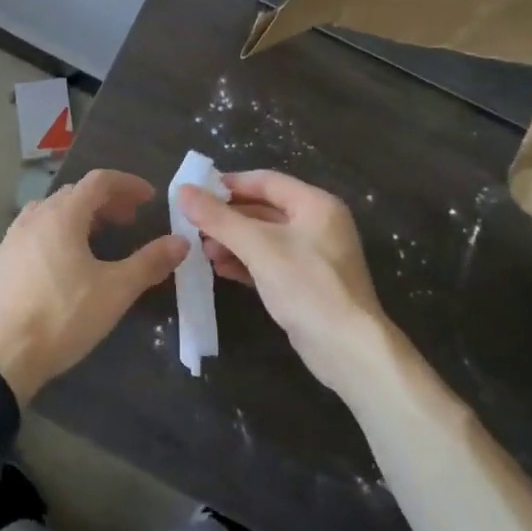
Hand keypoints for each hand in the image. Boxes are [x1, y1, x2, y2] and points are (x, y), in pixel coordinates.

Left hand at [0, 169, 187, 402]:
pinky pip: (34, 232)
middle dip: (106, 201)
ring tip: (98, 238)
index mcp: (62, 215)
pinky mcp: (0, 261)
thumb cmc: (62, 317)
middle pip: (74, 194)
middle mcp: (34, 217)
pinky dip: (57, 233)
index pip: (99, 181)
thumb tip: (181, 242)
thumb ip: (150, 262)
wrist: (1, 356)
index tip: (150, 198)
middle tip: (129, 220)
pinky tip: (64, 263)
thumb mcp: (115, 291)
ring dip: (79, 216)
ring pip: (51, 212)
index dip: (127, 184)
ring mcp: (12, 238)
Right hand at [178, 170, 392, 398]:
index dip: (230, 184)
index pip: (266, 181)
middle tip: (194, 226)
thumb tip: (183, 190)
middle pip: (264, 209)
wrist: (348, 349)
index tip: (196, 192)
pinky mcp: (308, 283)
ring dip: (233, 241)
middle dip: (228, 218)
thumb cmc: (306, 285)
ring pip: (265, 237)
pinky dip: (246, 262)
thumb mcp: (258, 247)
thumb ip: (219, 218)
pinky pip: (271, 262)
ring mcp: (315, 255)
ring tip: (203, 251)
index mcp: (315, 204)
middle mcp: (318, 223)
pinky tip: (221, 270)